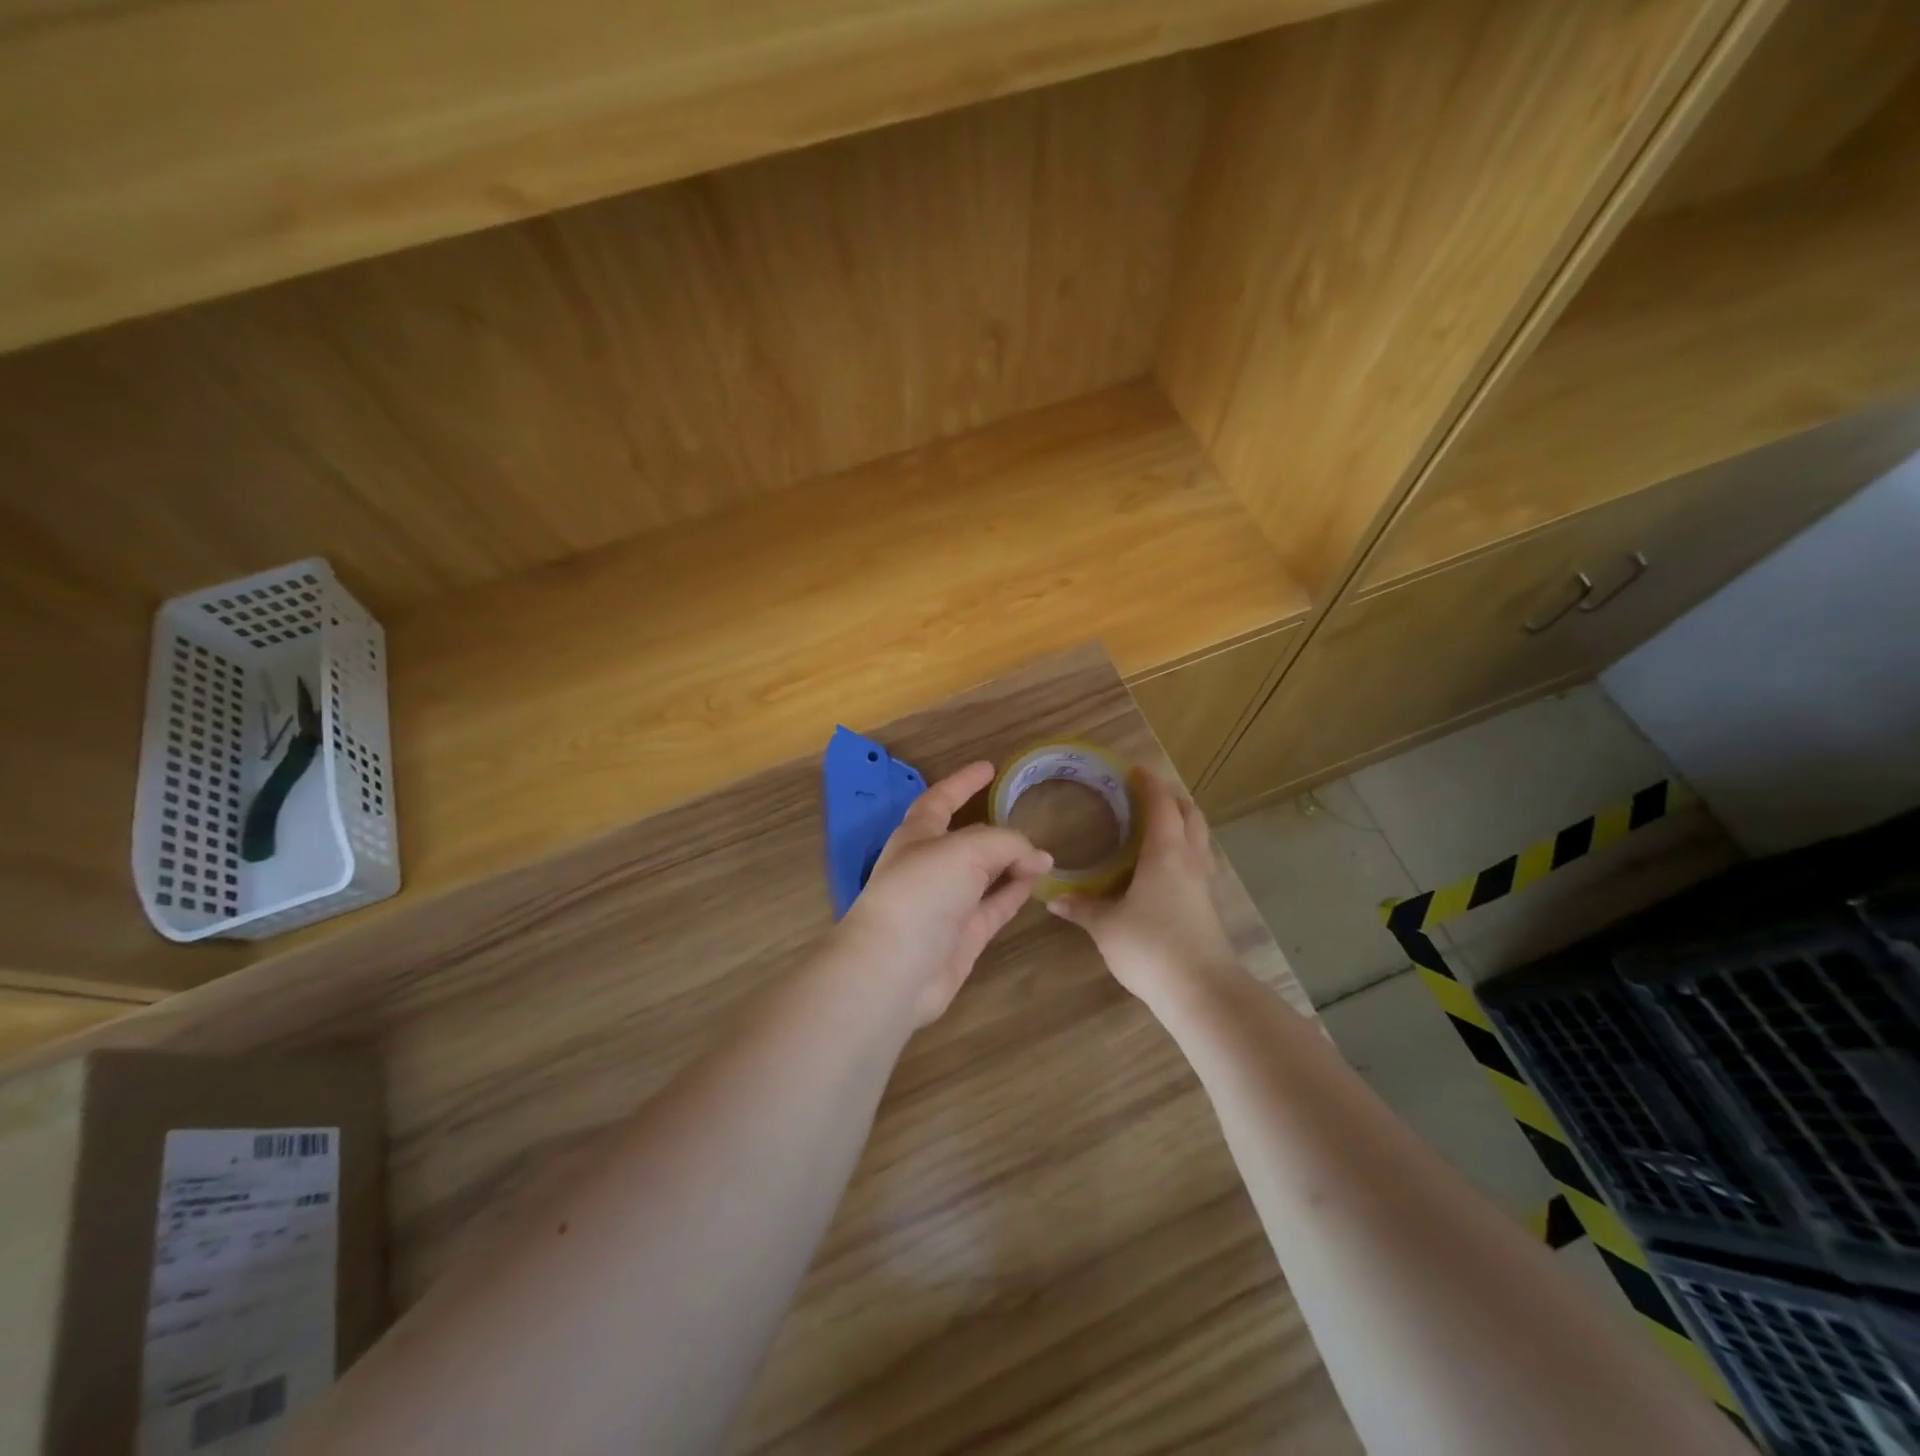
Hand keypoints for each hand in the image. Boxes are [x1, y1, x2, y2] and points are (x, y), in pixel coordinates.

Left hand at [838, 761, 1052, 1025]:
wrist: (895, 968)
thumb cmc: (921, 892)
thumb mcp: (965, 850)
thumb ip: (1006, 844)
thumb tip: (1039, 858)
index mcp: (917, 835)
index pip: (941, 799)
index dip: (963, 782)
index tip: (989, 767)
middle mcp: (931, 865)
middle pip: (967, 839)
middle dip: (994, 828)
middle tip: (1029, 815)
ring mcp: (947, 903)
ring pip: (985, 874)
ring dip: (1012, 862)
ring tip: (1045, 853)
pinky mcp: (963, 935)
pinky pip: (995, 906)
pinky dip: (1016, 892)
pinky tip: (1038, 882)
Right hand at [1049, 769, 1242, 1010]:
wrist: (1202, 991)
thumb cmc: (1151, 946)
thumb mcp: (1106, 926)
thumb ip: (1082, 907)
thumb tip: (1054, 897)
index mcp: (1166, 852)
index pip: (1161, 804)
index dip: (1149, 783)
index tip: (1135, 769)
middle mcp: (1190, 860)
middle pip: (1190, 815)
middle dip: (1172, 798)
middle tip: (1147, 795)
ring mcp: (1204, 884)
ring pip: (1199, 839)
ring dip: (1183, 824)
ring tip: (1157, 826)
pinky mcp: (1208, 906)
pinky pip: (1198, 863)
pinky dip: (1184, 851)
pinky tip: (1165, 869)